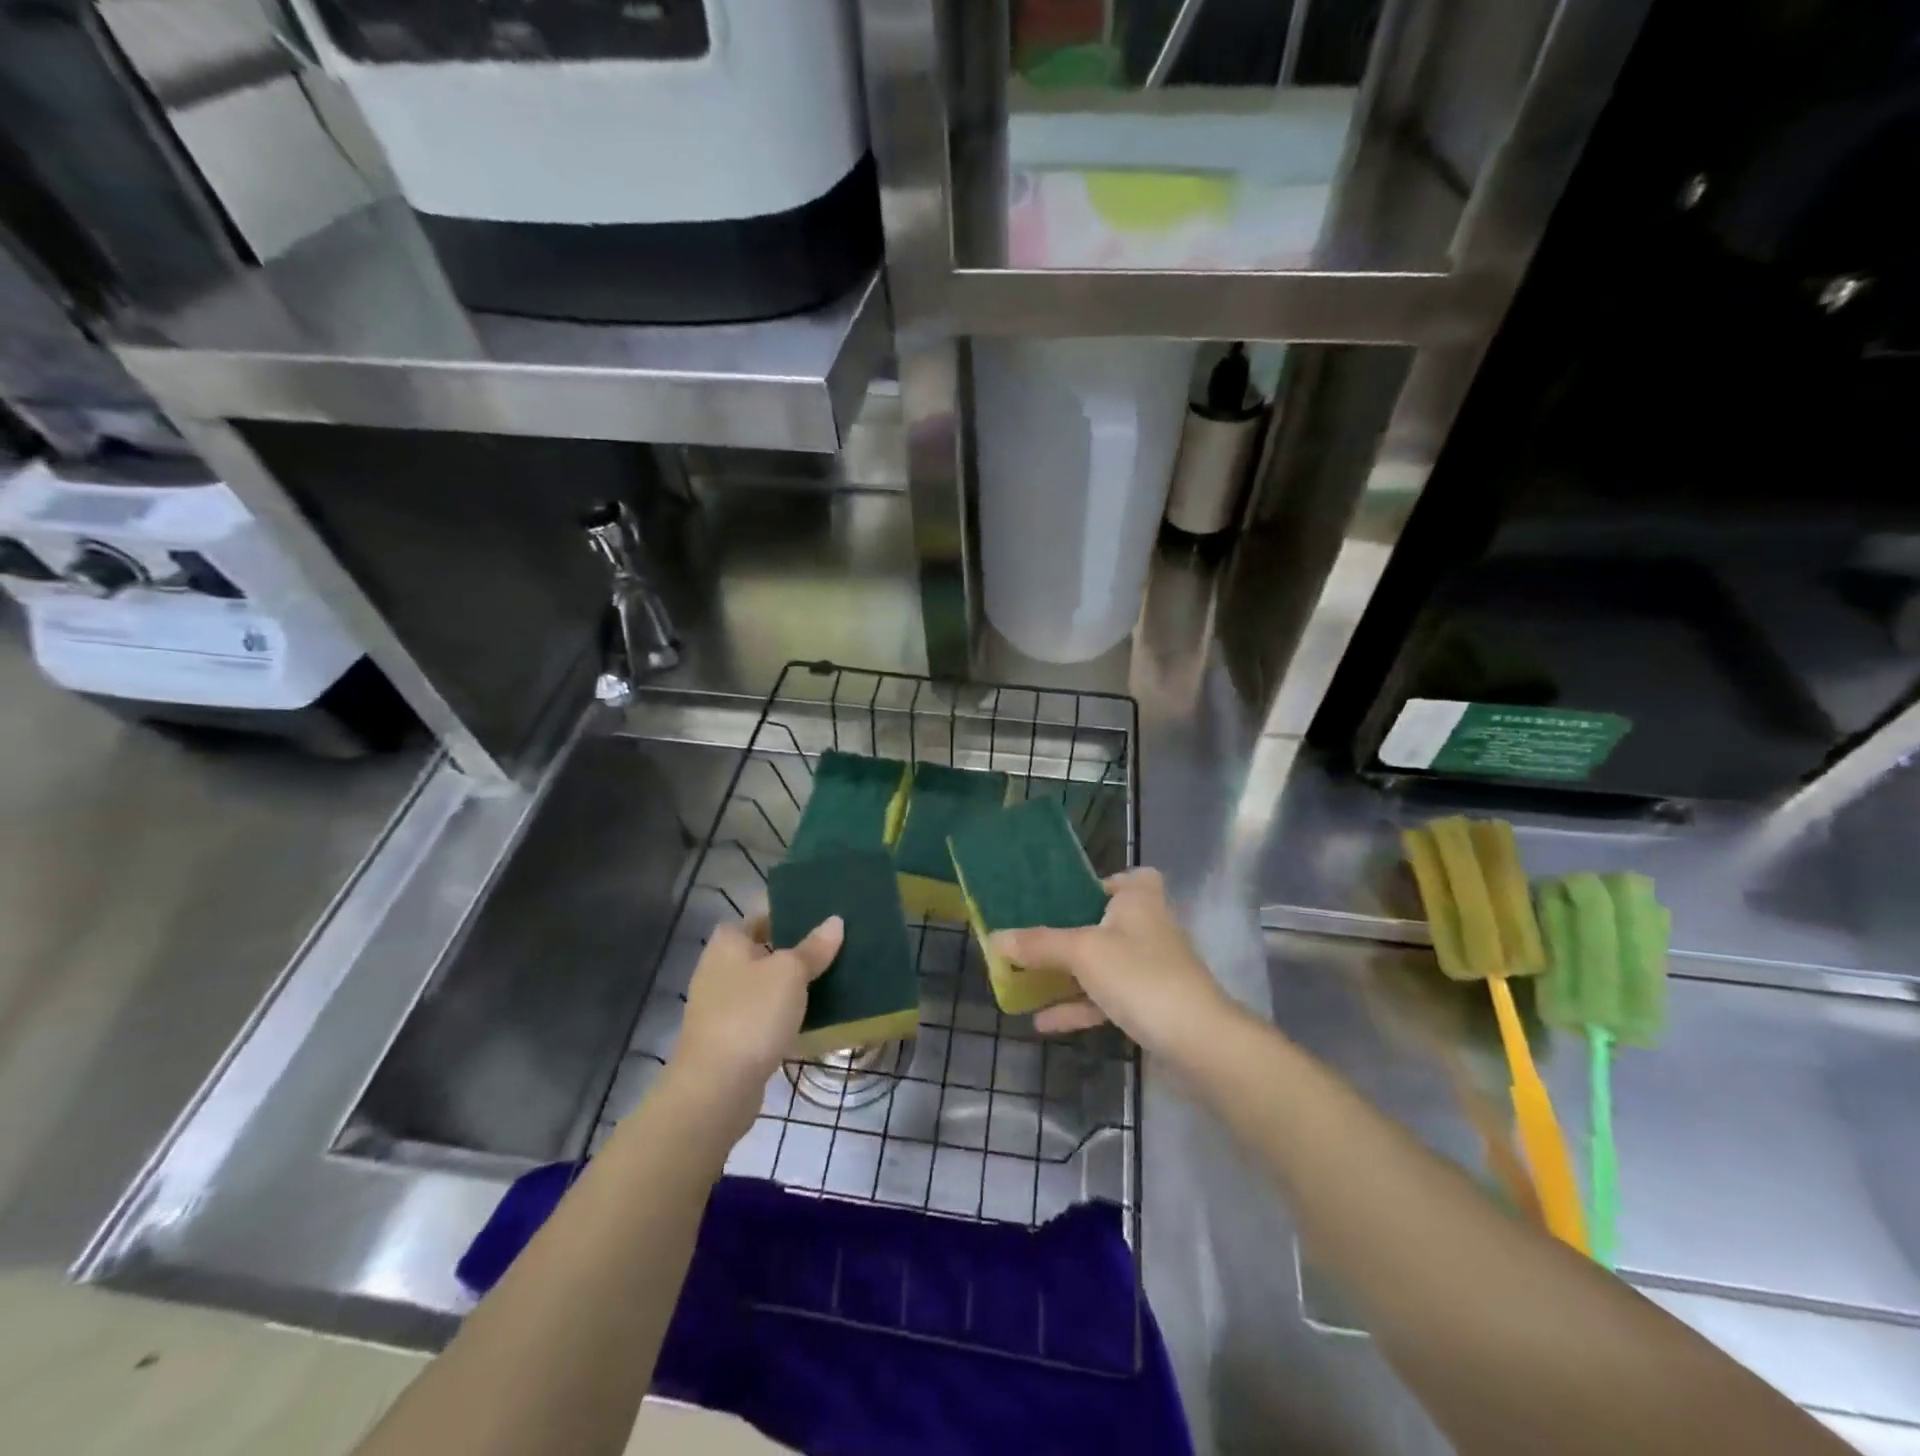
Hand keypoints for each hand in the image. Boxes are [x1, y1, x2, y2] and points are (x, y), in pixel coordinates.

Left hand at [674, 914, 843, 1097]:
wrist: (716, 1087)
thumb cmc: (751, 1014)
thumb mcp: (790, 973)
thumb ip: (813, 947)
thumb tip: (835, 921)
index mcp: (728, 942)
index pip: (761, 913)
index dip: (789, 909)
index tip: (822, 910)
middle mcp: (719, 968)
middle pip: (764, 948)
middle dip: (795, 947)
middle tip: (835, 943)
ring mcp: (722, 1005)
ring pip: (765, 983)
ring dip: (791, 982)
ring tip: (832, 975)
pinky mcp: (730, 1037)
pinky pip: (763, 1014)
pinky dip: (784, 1012)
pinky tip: (813, 1015)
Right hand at [991, 868, 1232, 1060]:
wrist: (1198, 1041)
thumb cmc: (1140, 975)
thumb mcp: (1082, 952)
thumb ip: (1039, 944)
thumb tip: (996, 938)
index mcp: (1139, 900)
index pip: (1130, 877)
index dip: (1104, 882)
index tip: (1068, 896)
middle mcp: (1148, 927)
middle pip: (1106, 922)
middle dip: (1070, 932)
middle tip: (1033, 936)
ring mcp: (1150, 969)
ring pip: (1102, 963)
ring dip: (1068, 973)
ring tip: (1025, 980)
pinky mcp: (1149, 1005)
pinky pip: (1106, 998)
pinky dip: (1078, 1006)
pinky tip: (1043, 1022)